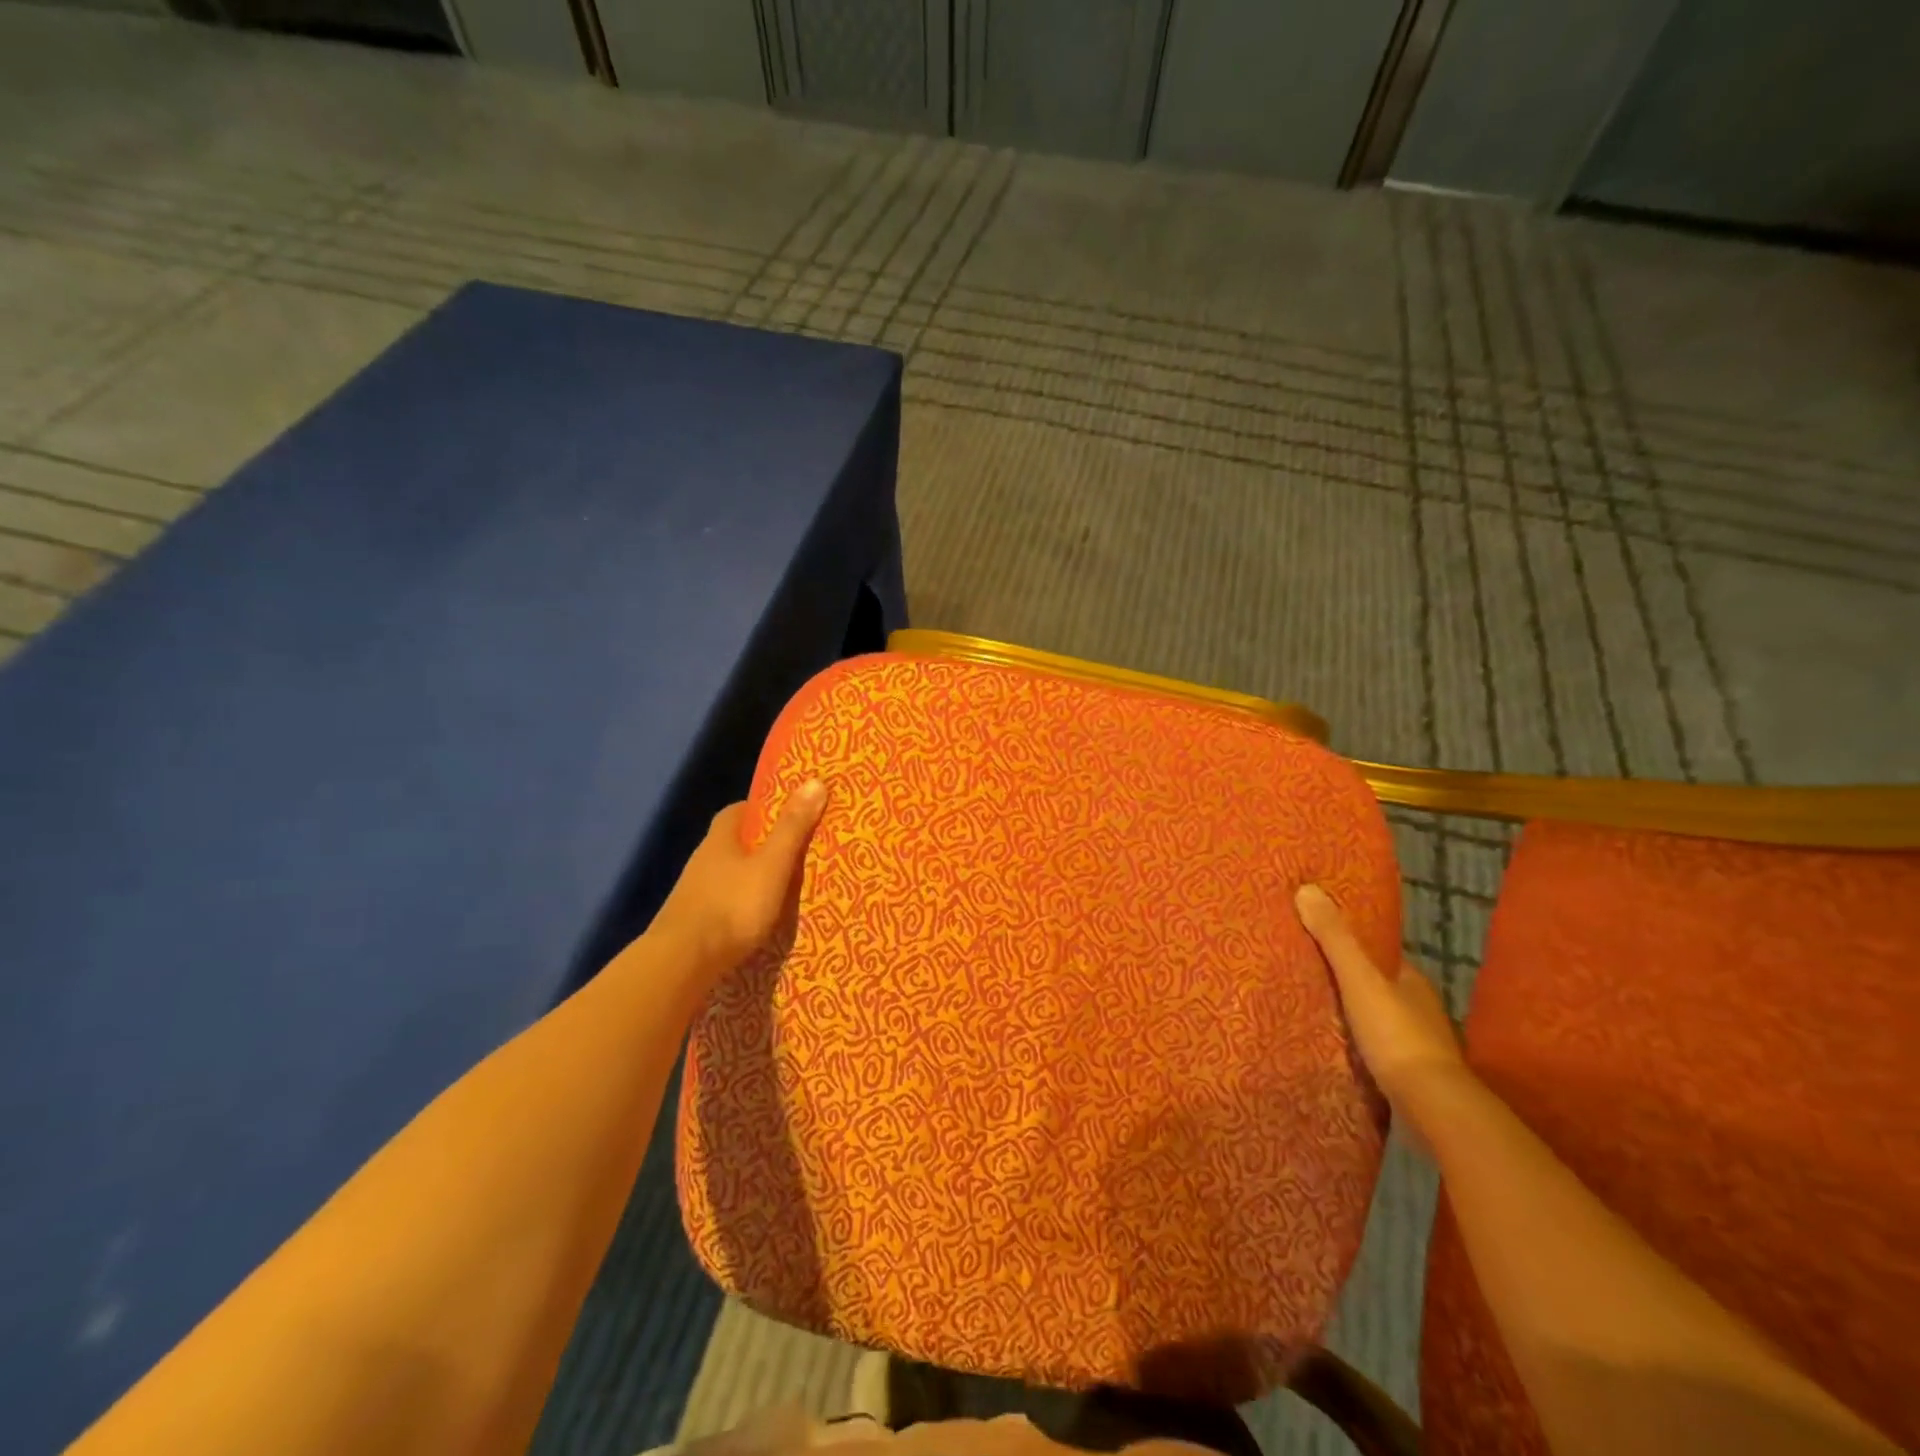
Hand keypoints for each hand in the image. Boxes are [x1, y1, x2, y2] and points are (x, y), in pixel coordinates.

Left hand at [652, 780, 827, 981]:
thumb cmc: (732, 906)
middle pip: (734, 842)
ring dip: (750, 876)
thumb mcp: (772, 864)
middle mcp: (703, 859)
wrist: (682, 962)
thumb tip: (815, 780)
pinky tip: (757, 917)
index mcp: (721, 838)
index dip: (764, 809)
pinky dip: (740, 904)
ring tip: (783, 887)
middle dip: (761, 844)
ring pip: (728, 873)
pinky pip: (723, 902)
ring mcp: (694, 891)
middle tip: (794, 851)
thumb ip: (793, 828)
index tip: (790, 814)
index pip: (740, 810)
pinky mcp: (693, 921)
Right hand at [1295, 882, 1466, 1112]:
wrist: (1432, 1107)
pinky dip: (1356, 1040)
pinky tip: (1333, 1042)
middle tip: (1303, 968)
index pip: (1376, 952)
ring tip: (1309, 1004)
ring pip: (1376, 1015)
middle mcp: (1418, 1006)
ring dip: (1350, 1010)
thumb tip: (1307, 888)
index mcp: (1410, 978)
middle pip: (1375, 983)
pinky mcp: (1409, 1073)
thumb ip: (1335, 938)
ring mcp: (1417, 1042)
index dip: (1349, 941)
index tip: (1316, 934)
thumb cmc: (1396, 1034)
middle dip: (1346, 977)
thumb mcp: (1359, 979)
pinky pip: (1375, 1045)